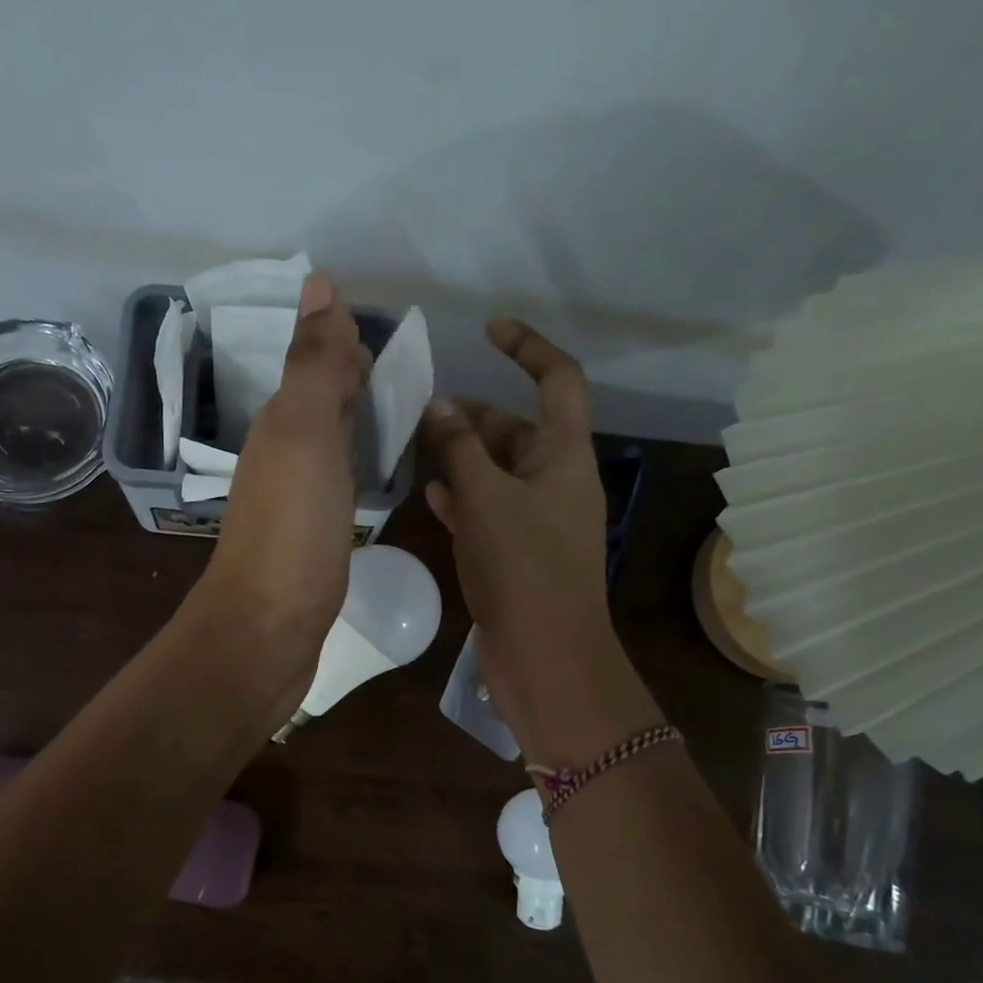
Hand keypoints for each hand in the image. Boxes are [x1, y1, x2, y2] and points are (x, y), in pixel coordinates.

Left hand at [190, 270, 371, 715]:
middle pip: (321, 402)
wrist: (268, 628)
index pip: (316, 366)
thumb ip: (314, 364)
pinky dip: (355, 466)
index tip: (384, 329)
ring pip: (329, 443)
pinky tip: (371, 474)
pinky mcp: (312, 540)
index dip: (344, 343)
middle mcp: (283, 457)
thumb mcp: (305, 434)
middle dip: (353, 378)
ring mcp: (296, 502)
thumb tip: (318, 281)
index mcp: (282, 426)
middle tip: (401, 368)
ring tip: (399, 411)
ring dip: (355, 421)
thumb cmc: (292, 529)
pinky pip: (336, 485)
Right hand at [421, 321, 650, 764]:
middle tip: (425, 412)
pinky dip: (464, 498)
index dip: (527, 348)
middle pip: (517, 430)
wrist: (543, 652)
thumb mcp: (486, 498)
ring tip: (418, 447)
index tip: (489, 330)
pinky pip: (489, 510)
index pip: (557, 380)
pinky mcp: (517, 552)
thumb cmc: (522, 566)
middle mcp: (555, 481)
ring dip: (463, 458)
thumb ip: (460, 449)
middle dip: (476, 416)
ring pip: (498, 472)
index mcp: (564, 456)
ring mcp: (537, 519)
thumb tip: (441, 405)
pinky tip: (432, 494)